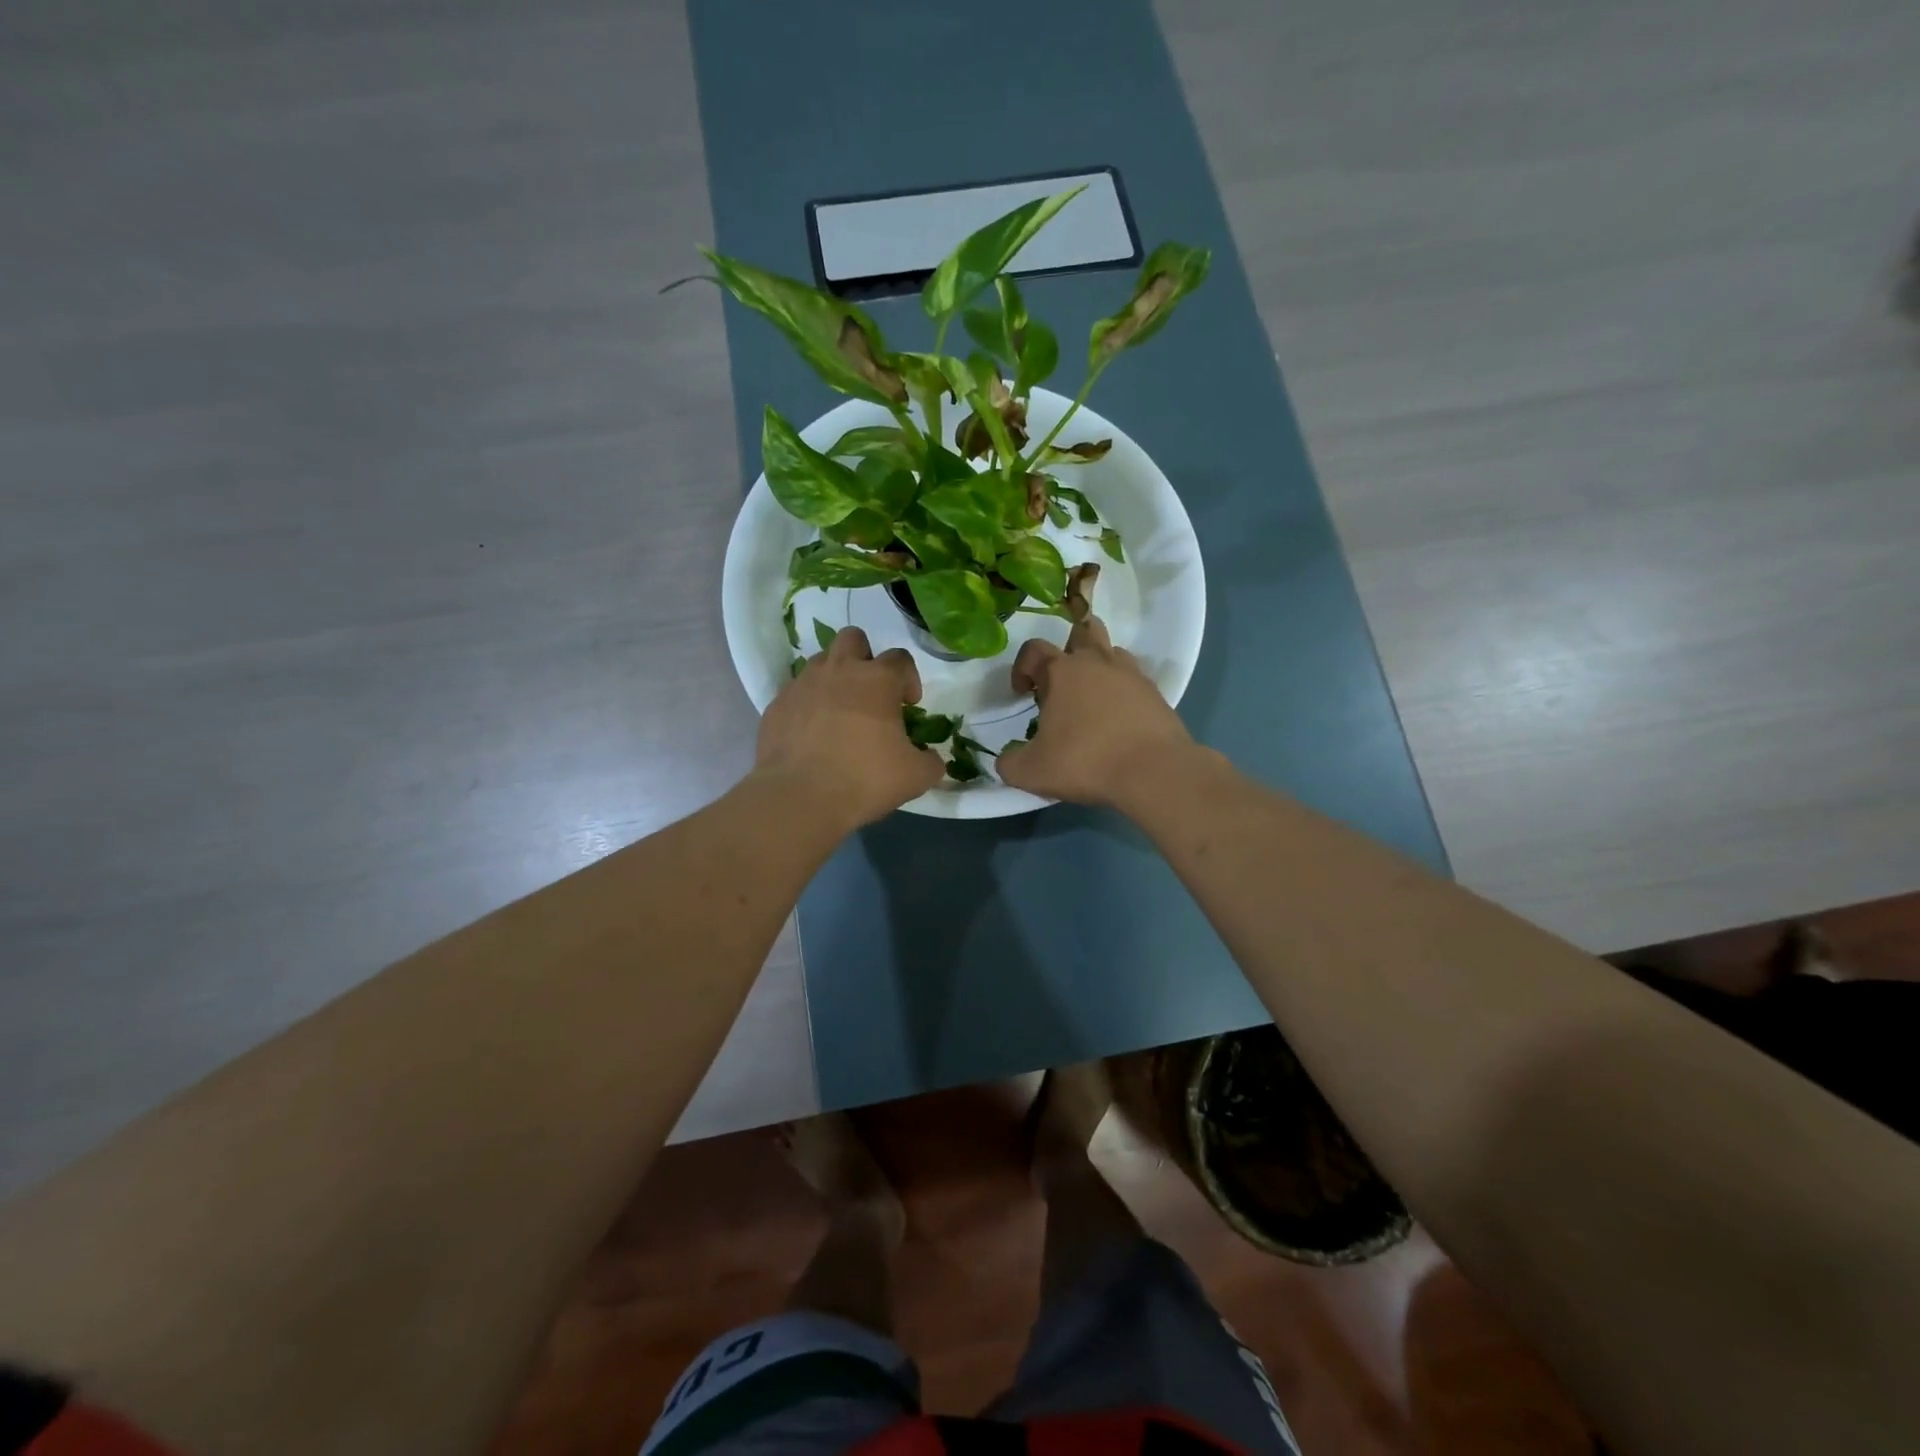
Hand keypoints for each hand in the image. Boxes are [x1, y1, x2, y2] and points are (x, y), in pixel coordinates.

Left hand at [755, 626, 944, 827]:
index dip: (909, 679)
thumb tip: (931, 758)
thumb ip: (930, 761)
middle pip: (853, 639)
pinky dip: (808, 705)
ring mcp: (803, 685)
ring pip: (821, 662)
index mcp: (877, 679)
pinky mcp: (777, 705)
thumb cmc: (865, 779)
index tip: (909, 705)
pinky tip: (812, 734)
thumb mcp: (915, 776)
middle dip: (865, 658)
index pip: (900, 659)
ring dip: (834, 678)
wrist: (800, 797)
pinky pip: (796, 693)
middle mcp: (839, 671)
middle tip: (870, 692)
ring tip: (840, 712)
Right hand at [997, 614, 1200, 808]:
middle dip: (1068, 648)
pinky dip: (1122, 691)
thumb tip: (1006, 760)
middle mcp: (1097, 662)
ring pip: (1111, 652)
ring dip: (1098, 667)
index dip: (1021, 668)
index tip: (1022, 693)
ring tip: (1091, 700)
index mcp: (1062, 672)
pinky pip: (1133, 680)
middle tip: (1061, 683)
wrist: (1154, 772)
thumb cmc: (1086, 762)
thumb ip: (1010, 763)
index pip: (1033, 649)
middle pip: (1082, 631)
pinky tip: (1117, 719)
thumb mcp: (1032, 772)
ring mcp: (1131, 674)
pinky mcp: (1155, 693)